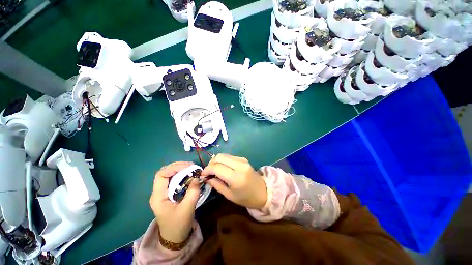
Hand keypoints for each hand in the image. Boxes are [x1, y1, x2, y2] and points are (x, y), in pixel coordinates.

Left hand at [150, 161, 199, 242]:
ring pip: (169, 175)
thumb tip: (197, 177)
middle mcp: (158, 192)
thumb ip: (193, 192)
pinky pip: (174, 180)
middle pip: (165, 172)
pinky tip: (189, 175)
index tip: (188, 167)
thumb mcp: (187, 209)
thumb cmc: (178, 225)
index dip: (174, 168)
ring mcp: (163, 193)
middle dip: (178, 167)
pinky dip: (182, 175)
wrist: (174, 238)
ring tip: (192, 169)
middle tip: (192, 166)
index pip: (161, 175)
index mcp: (158, 196)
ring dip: (180, 170)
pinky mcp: (169, 194)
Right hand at [202, 154, 267, 208]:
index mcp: (236, 177)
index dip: (207, 170)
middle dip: (210, 163)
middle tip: (208, 172)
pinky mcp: (243, 158)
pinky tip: (223, 168)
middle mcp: (239, 165)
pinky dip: (223, 160)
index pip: (216, 167)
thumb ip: (217, 185)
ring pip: (223, 155)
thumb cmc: (246, 198)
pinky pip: (229, 156)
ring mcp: (242, 160)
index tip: (202, 175)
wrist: (263, 191)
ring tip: (214, 170)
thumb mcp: (229, 195)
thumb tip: (207, 178)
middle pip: (219, 157)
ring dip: (216, 161)